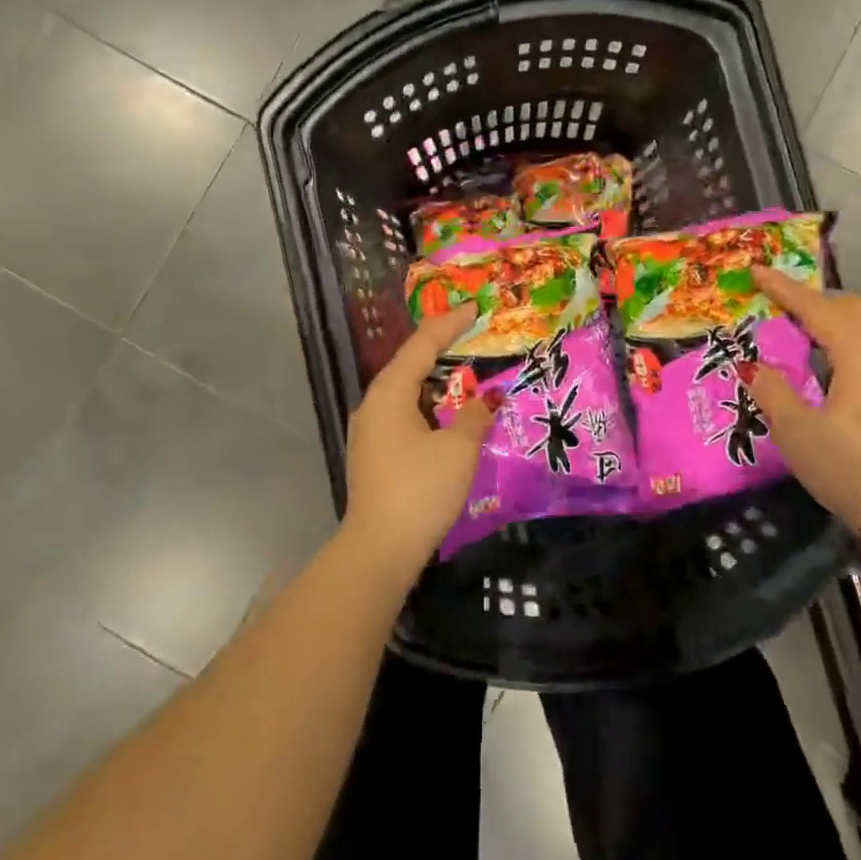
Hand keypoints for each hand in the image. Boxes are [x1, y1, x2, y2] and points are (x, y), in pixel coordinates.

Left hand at [342, 308, 494, 576]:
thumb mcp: (458, 449)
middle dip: (444, 350)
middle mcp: (374, 404)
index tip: (475, 308)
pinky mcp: (375, 453)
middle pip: (411, 364)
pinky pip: (405, 415)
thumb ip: (476, 416)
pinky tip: (450, 416)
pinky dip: (430, 407)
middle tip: (476, 337)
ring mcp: (370, 430)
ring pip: (408, 392)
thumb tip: (490, 397)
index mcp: (390, 392)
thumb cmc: (420, 490)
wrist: (379, 550)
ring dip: (438, 382)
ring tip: (470, 375)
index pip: (422, 344)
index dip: (450, 323)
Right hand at [748, 268, 860, 529]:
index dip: (785, 289)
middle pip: (852, 309)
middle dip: (815, 299)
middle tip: (780, 303)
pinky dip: (847, 340)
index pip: (818, 309)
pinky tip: (828, 361)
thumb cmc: (847, 465)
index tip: (756, 271)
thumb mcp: (795, 429)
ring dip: (833, 320)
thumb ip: (772, 389)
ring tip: (800, 328)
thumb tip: (756, 366)